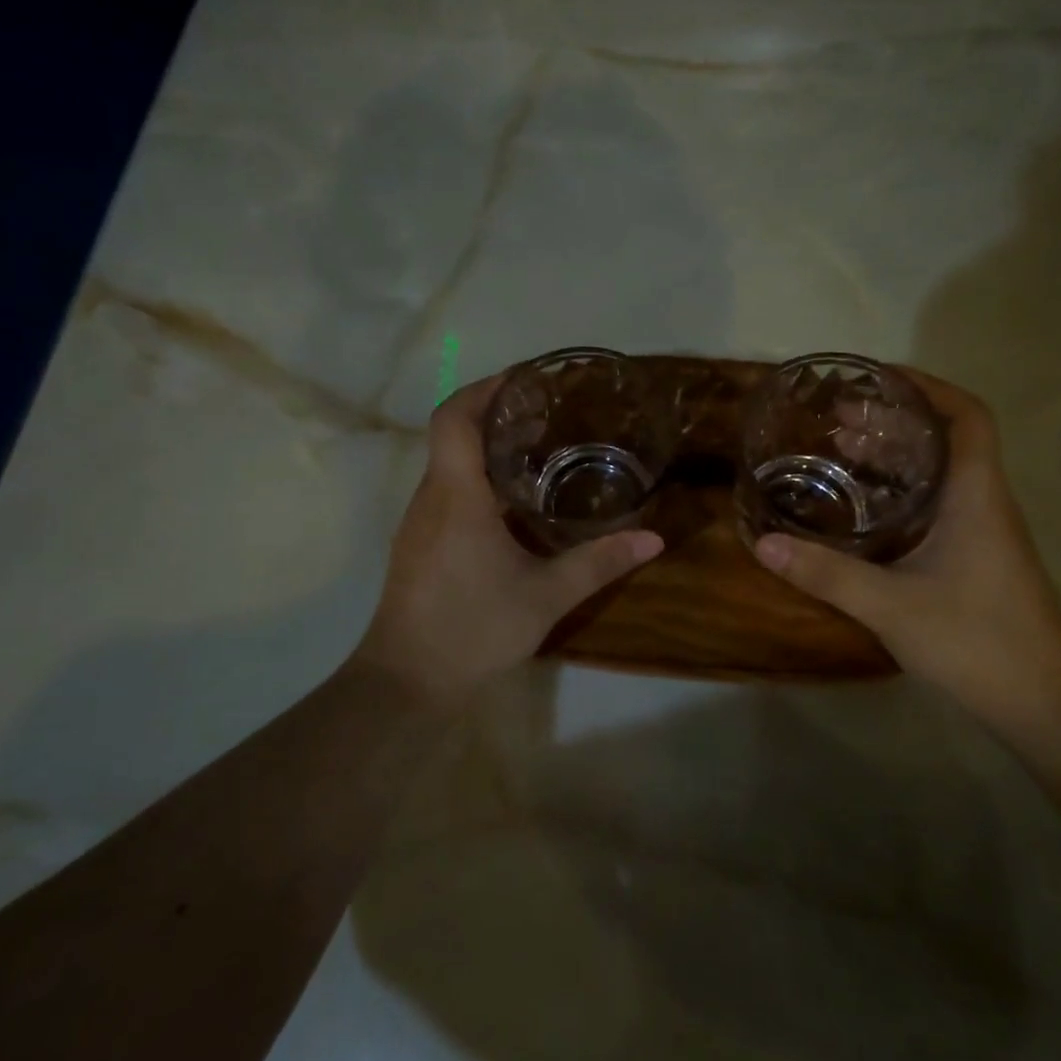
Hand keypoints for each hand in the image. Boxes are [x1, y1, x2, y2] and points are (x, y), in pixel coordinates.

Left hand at [350, 376, 663, 705]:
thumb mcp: (545, 596)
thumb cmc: (473, 628)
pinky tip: (512, 503)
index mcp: (456, 495)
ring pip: (448, 463)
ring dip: (486, 447)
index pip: (454, 417)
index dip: (484, 388)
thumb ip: (598, 563)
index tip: (524, 380)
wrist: (407, 680)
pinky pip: (446, 490)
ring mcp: (419, 521)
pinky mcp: (418, 543)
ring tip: (537, 449)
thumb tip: (653, 539)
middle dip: (494, 414)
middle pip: (452, 433)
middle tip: (547, 413)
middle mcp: (430, 497)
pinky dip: (477, 478)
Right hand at [752, 370, 1060, 741]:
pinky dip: (899, 493)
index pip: (967, 416)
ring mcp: (983, 533)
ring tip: (840, 453)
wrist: (1044, 705)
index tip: (877, 380)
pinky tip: (860, 512)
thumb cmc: (977, 642)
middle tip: (837, 420)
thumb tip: (762, 543)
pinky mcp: (975, 559)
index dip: (928, 387)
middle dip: (894, 420)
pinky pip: (935, 505)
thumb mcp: (891, 606)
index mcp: (975, 496)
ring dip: (895, 456)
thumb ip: (825, 573)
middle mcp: (984, 503)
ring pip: (940, 473)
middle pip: (946, 439)